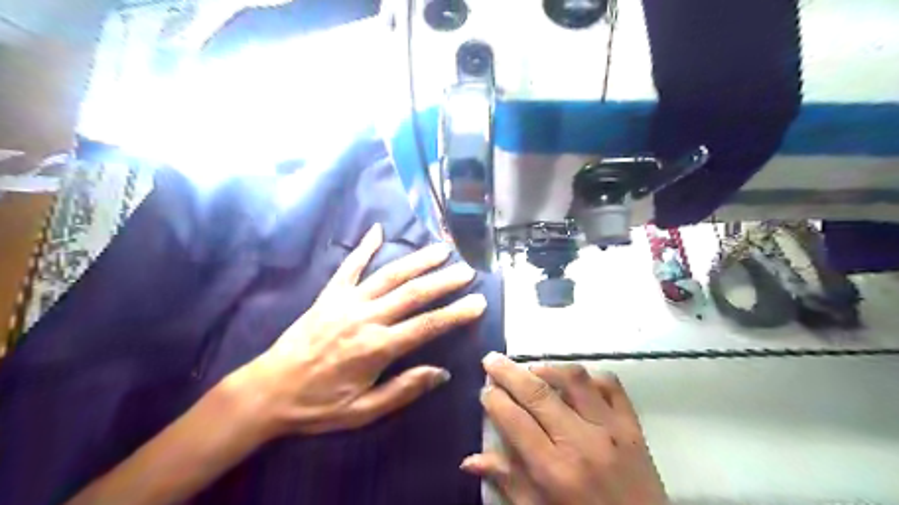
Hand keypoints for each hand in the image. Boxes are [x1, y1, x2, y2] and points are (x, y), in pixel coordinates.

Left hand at [228, 222, 488, 438]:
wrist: (268, 391)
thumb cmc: (318, 405)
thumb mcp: (363, 412)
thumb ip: (403, 390)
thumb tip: (441, 372)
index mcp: (376, 348)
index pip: (426, 326)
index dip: (456, 314)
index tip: (478, 302)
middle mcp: (365, 318)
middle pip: (412, 294)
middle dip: (444, 281)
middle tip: (467, 270)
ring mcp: (346, 302)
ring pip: (388, 275)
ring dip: (417, 261)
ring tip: (441, 249)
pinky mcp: (329, 295)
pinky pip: (349, 266)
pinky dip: (364, 247)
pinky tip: (378, 230)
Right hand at [462, 353, 665, 503]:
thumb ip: (508, 482)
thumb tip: (469, 460)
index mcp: (555, 470)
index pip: (515, 421)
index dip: (495, 400)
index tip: (485, 390)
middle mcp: (581, 442)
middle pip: (538, 393)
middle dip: (509, 372)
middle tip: (492, 359)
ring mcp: (611, 429)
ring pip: (574, 379)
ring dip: (548, 367)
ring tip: (531, 368)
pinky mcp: (633, 426)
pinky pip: (611, 386)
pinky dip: (590, 376)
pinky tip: (574, 380)